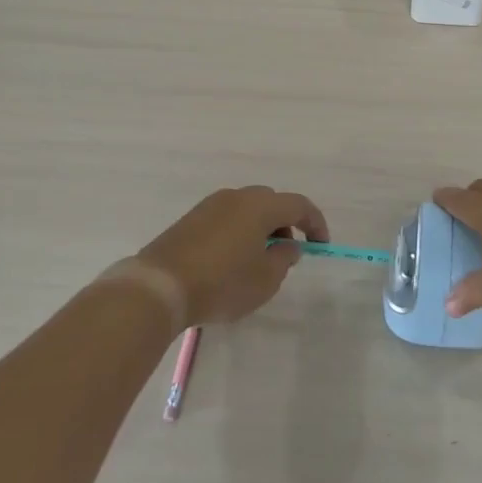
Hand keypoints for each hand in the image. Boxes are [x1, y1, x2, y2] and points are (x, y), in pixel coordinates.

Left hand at [138, 186, 328, 325]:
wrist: (160, 285)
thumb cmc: (222, 283)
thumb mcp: (265, 280)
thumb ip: (284, 260)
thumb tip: (287, 245)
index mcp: (261, 206)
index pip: (299, 205)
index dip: (315, 223)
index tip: (320, 246)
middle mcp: (237, 196)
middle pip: (271, 202)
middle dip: (284, 225)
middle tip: (286, 254)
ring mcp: (210, 205)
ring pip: (247, 209)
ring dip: (260, 229)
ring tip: (257, 262)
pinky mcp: (191, 218)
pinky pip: (226, 218)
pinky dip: (238, 232)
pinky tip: (230, 261)